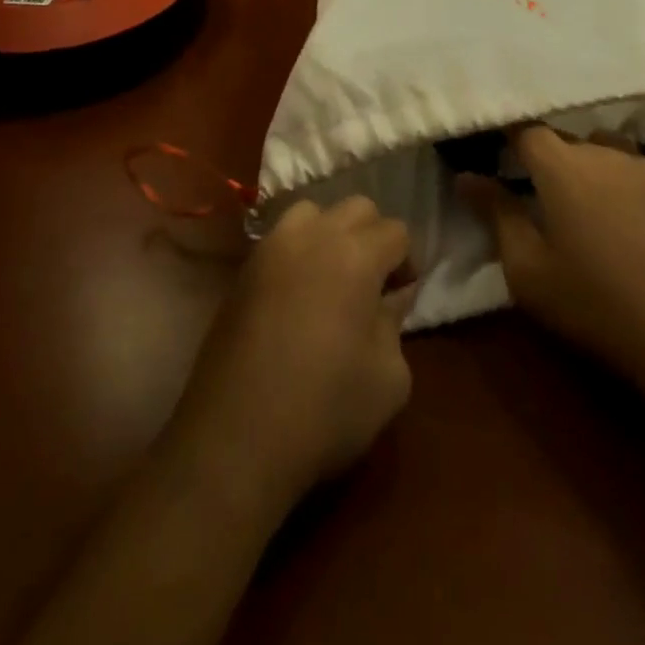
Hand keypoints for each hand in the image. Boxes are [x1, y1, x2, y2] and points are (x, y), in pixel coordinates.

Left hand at [166, 196, 414, 510]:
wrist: (237, 437)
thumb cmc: (325, 409)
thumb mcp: (389, 378)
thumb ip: (396, 323)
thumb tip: (390, 298)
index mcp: (355, 255)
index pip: (396, 230)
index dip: (407, 262)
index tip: (401, 297)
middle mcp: (312, 236)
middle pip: (356, 207)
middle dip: (373, 236)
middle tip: (372, 284)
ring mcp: (271, 248)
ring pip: (312, 212)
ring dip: (330, 234)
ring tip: (331, 279)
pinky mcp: (243, 270)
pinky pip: (279, 239)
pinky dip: (297, 251)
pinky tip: (297, 295)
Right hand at [463, 125, 644, 392]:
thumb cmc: (593, 302)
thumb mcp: (527, 269)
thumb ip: (496, 214)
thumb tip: (466, 177)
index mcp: (562, 167)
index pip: (526, 131)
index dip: (511, 139)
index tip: (499, 155)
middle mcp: (605, 154)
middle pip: (569, 141)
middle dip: (552, 161)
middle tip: (544, 198)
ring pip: (609, 153)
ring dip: (594, 172)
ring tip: (592, 209)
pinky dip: (631, 191)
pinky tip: (636, 228)